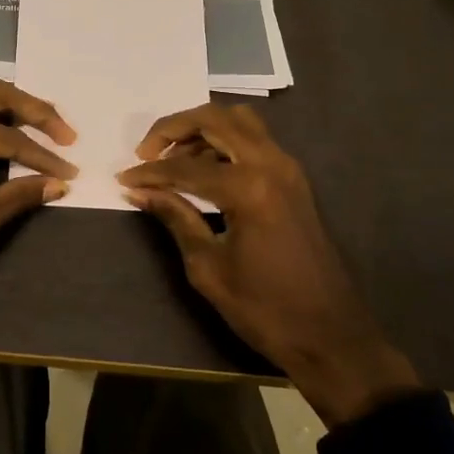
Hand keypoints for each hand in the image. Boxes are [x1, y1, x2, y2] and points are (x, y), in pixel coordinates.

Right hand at [118, 103, 418, 427]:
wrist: (330, 335)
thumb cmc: (264, 308)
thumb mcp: (208, 266)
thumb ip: (175, 217)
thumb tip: (138, 191)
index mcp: (249, 188)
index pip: (185, 166)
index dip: (149, 172)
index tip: (123, 179)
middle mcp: (272, 165)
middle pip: (215, 119)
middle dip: (174, 127)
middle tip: (146, 152)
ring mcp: (288, 169)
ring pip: (239, 121)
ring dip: (201, 129)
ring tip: (172, 160)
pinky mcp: (294, 180)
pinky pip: (254, 141)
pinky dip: (223, 142)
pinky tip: (202, 170)